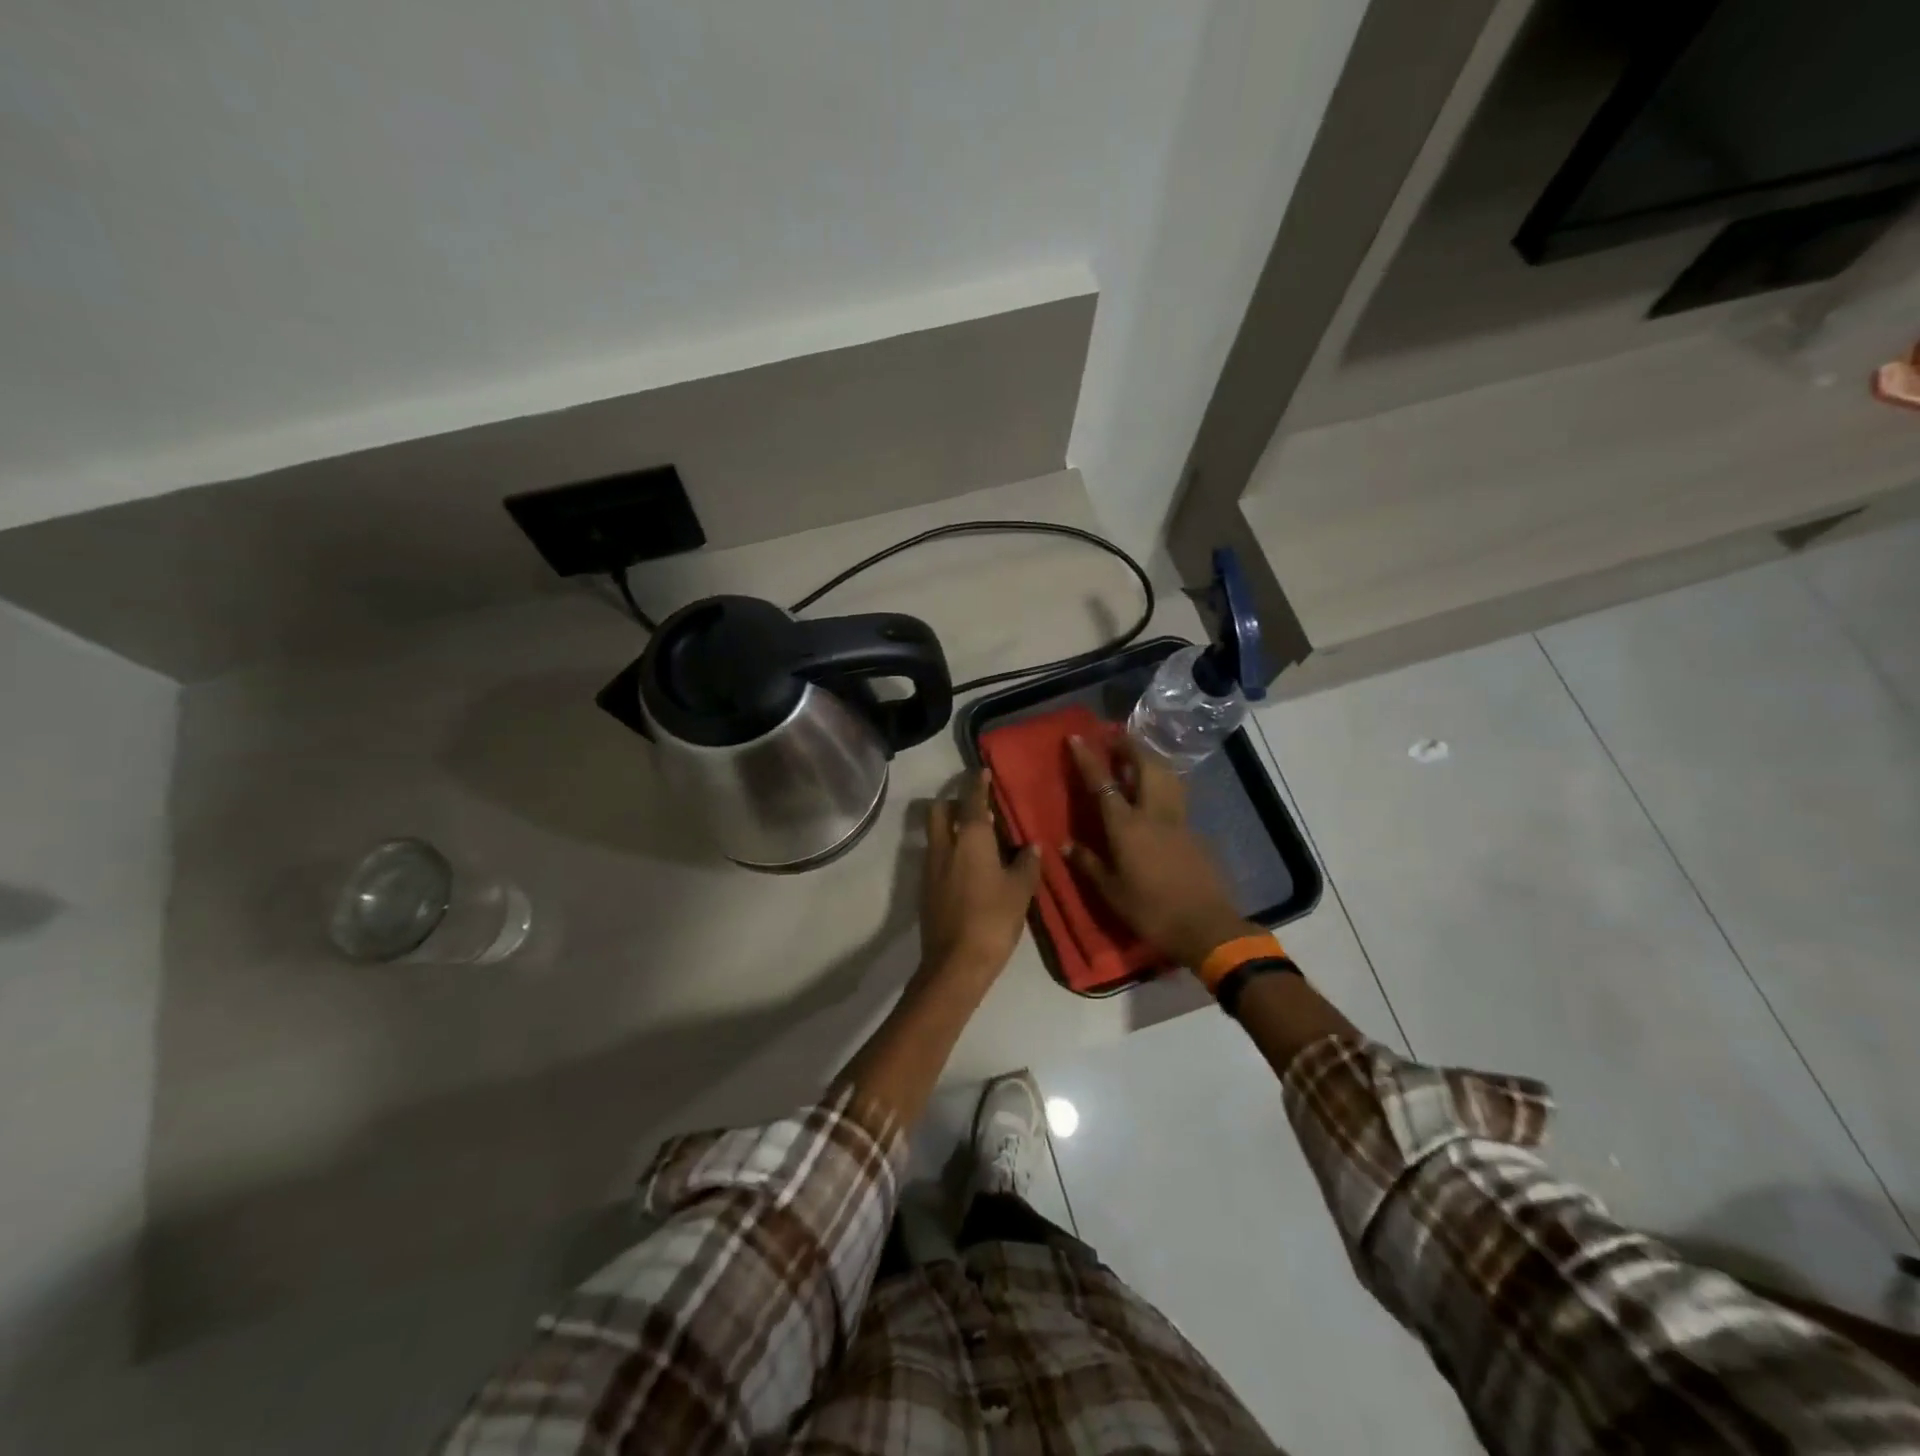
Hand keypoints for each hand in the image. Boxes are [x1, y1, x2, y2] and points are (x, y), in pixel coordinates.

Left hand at [919, 771, 1041, 986]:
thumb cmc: (993, 919)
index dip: (976, 783)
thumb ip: (1027, 864)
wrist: (955, 963)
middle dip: (953, 801)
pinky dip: (948, 850)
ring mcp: (930, 867)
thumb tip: (1031, 847)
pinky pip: (936, 856)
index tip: (981, 771)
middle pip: (939, 809)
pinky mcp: (925, 888)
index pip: (971, 800)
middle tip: (975, 807)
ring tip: (975, 837)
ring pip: (935, 833)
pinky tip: (968, 866)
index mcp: (970, 838)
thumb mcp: (1020, 890)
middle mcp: (944, 845)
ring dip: (950, 826)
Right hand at [1064, 735, 1255, 967]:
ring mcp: (1178, 820)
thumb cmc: (1151, 911)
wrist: (1205, 927)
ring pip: (1166, 775)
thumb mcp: (1111, 892)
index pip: (1104, 783)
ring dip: (1150, 758)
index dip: (1089, 758)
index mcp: (1127, 827)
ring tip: (1136, 756)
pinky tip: (1156, 790)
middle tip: (1114, 737)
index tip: (1077, 737)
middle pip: (1145, 765)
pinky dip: (1163, 782)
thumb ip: (1089, 864)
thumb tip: (1067, 845)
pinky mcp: (1194, 831)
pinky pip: (1176, 795)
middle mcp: (1153, 813)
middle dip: (1129, 746)